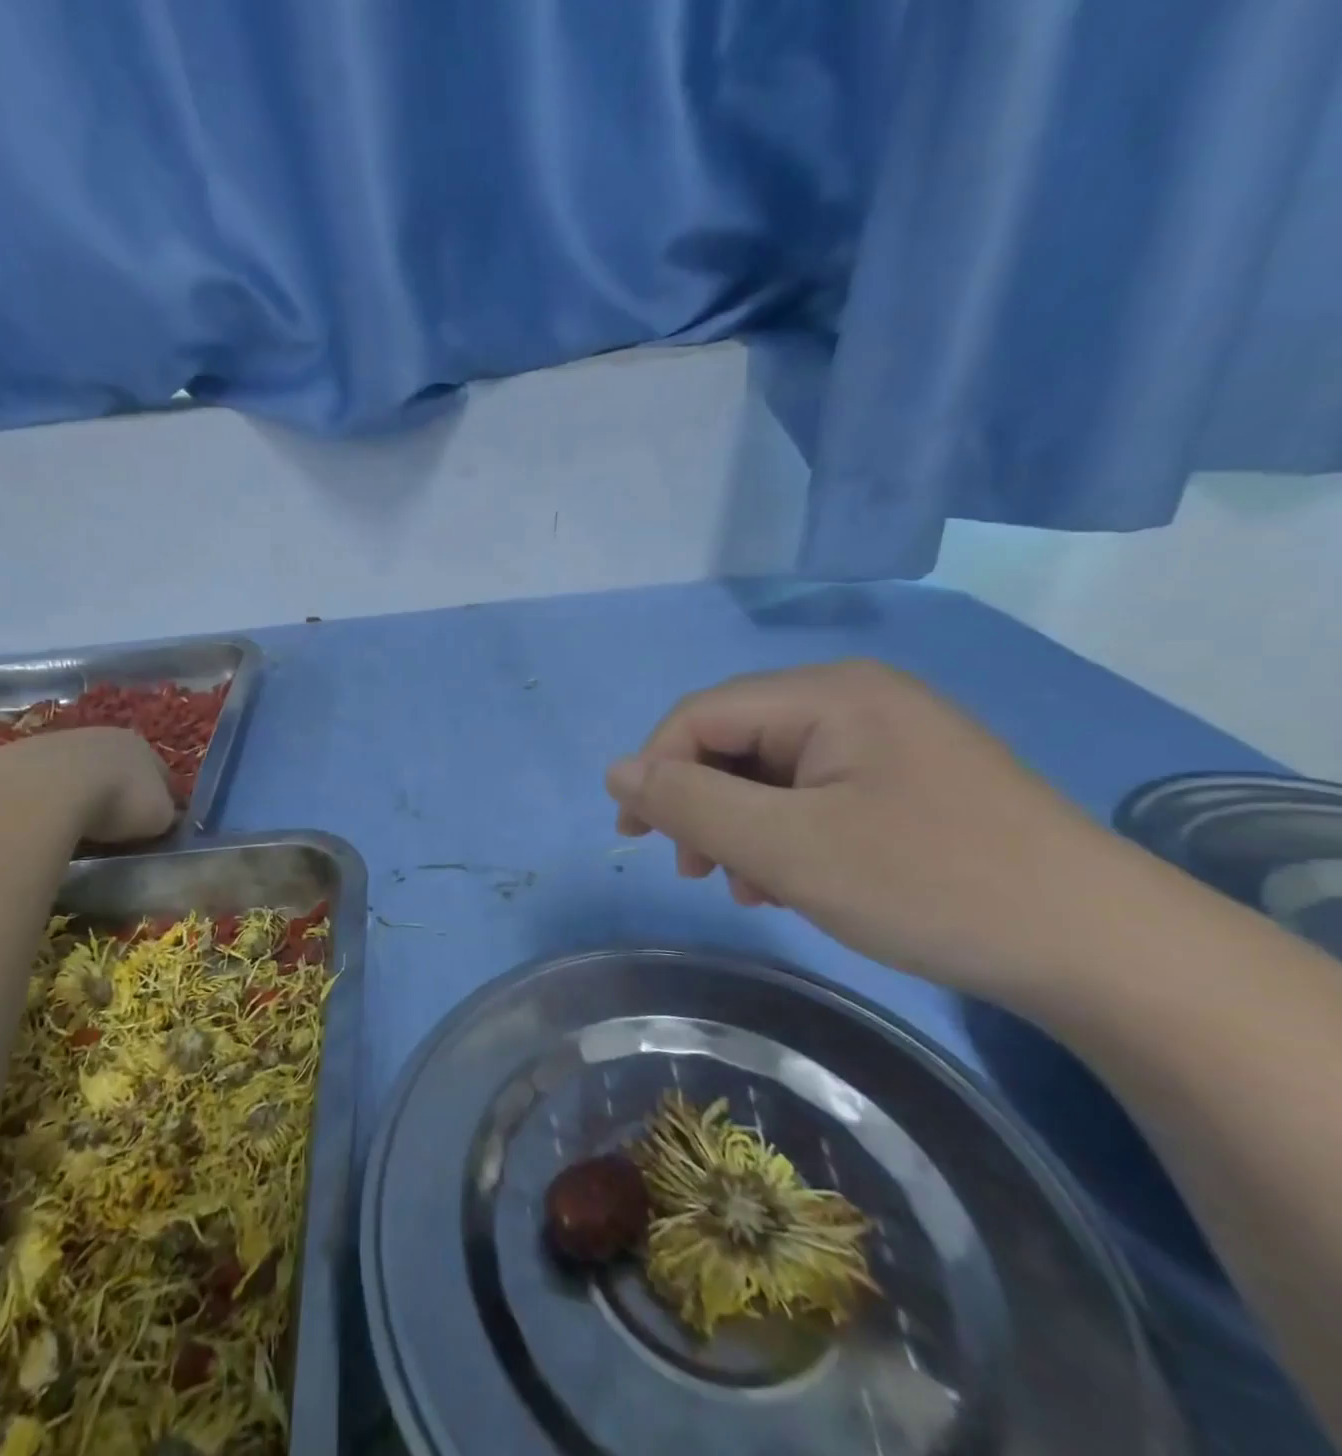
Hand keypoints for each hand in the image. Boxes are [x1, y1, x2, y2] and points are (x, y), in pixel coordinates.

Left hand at [0, 727, 176, 845]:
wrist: (44, 791)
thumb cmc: (115, 802)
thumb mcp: (157, 817)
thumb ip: (165, 815)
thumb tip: (164, 818)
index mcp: (141, 745)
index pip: (162, 772)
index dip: (165, 798)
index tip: (161, 822)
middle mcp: (103, 735)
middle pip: (119, 766)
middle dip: (121, 791)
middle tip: (119, 824)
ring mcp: (59, 741)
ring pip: (80, 770)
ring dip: (83, 792)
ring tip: (79, 825)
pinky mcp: (21, 756)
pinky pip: (46, 781)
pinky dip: (50, 798)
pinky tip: (47, 821)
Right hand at [604, 660, 1138, 1000]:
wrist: (1105, 952)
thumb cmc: (930, 885)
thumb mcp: (788, 848)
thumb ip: (690, 803)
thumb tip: (617, 771)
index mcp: (829, 694)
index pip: (702, 715)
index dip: (656, 771)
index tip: (636, 839)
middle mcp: (856, 699)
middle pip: (737, 741)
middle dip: (703, 806)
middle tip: (697, 871)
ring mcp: (887, 739)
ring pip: (772, 772)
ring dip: (741, 827)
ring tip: (749, 886)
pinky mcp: (908, 780)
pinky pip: (815, 793)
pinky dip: (785, 835)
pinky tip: (793, 882)